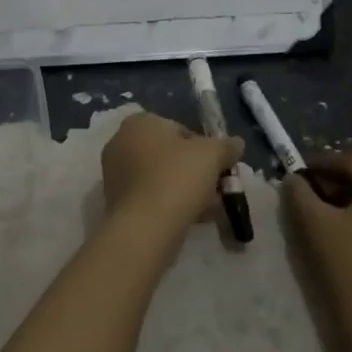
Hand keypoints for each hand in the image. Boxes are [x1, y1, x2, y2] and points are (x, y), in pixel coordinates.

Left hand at [101, 111, 241, 242]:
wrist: (145, 229)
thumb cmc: (177, 178)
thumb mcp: (212, 154)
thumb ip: (226, 146)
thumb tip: (236, 144)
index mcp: (139, 123)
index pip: (179, 129)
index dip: (203, 148)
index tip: (217, 167)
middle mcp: (120, 143)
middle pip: (168, 155)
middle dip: (193, 171)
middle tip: (214, 189)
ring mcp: (114, 175)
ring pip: (160, 178)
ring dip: (184, 190)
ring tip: (207, 209)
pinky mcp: (116, 203)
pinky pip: (150, 198)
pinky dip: (169, 205)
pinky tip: (190, 220)